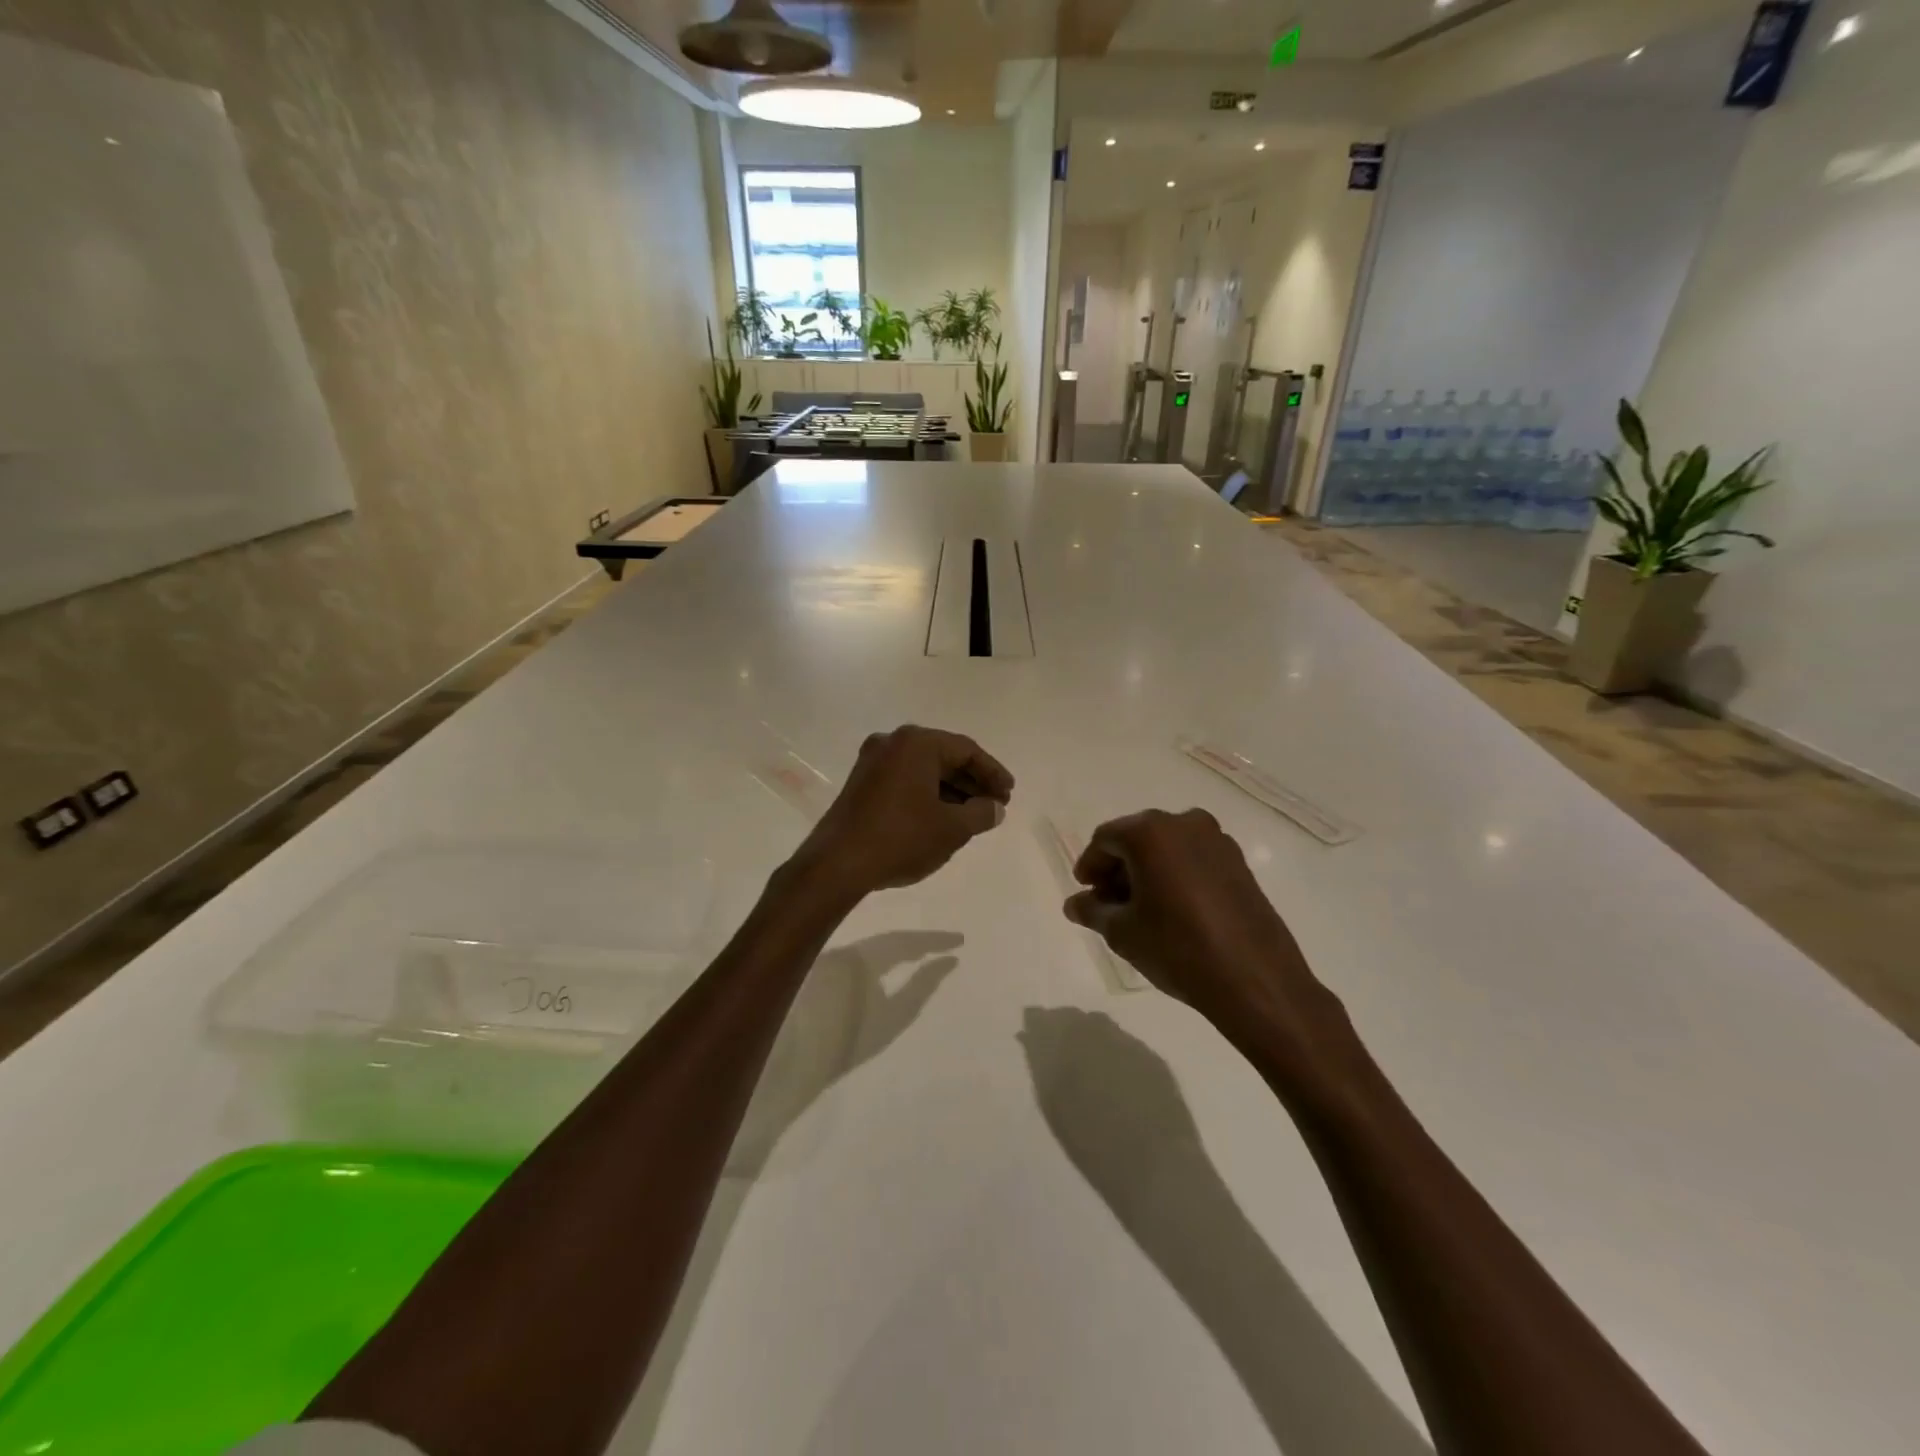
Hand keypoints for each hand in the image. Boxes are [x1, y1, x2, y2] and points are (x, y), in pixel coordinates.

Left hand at [797, 726, 1013, 897]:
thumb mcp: (951, 828)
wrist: (838, 864)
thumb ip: (981, 813)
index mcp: (917, 743)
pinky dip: (927, 794)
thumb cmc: (901, 838)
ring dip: (951, 790)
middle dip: (972, 782)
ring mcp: (872, 761)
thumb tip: (995, 808)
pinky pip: (905, 780)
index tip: (1009, 794)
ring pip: (924, 769)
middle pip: (944, 756)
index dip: (992, 773)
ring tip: (973, 816)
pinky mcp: (861, 782)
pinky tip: (942, 817)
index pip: (966, 750)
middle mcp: (893, 743)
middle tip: (995, 805)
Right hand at [1063, 810, 1348, 1062]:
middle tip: (1108, 902)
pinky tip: (1172, 909)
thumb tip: (1075, 904)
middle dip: (1118, 867)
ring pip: (1167, 847)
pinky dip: (1175, 875)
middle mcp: (1184, 824)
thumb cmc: (1177, 948)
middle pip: (1137, 838)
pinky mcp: (1239, 863)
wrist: (1254, 979)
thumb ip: (1093, 911)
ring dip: (1147, 870)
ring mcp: (1217, 841)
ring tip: (1140, 909)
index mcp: (1150, 833)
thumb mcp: (1123, 932)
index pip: (1105, 839)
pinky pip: (1193, 859)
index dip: (1090, 866)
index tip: (1085, 892)